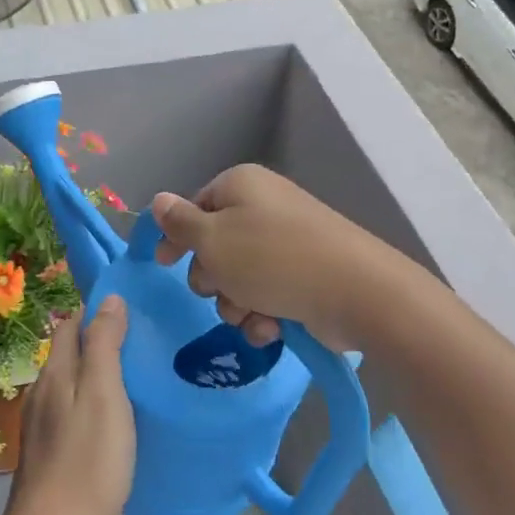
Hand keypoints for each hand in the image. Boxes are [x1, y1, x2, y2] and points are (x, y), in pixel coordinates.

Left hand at [6, 297, 134, 514]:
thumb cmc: (87, 460)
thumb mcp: (105, 395)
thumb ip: (104, 345)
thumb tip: (109, 298)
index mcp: (57, 372)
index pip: (72, 324)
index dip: (96, 312)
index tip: (130, 311)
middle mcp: (42, 389)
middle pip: (68, 351)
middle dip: (96, 339)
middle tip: (137, 343)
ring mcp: (40, 421)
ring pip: (67, 381)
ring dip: (92, 371)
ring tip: (129, 378)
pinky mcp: (45, 447)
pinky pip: (67, 407)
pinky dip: (86, 399)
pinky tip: (106, 418)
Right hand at [152, 164, 388, 350]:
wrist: (355, 291)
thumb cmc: (271, 259)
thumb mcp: (212, 240)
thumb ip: (179, 223)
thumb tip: (159, 200)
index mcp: (240, 186)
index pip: (194, 207)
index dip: (177, 237)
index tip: (164, 265)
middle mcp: (263, 208)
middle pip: (214, 246)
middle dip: (212, 277)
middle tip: (221, 288)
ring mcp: (287, 243)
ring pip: (238, 278)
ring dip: (236, 302)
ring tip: (252, 313)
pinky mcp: (305, 275)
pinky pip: (267, 295)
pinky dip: (263, 314)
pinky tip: (272, 327)